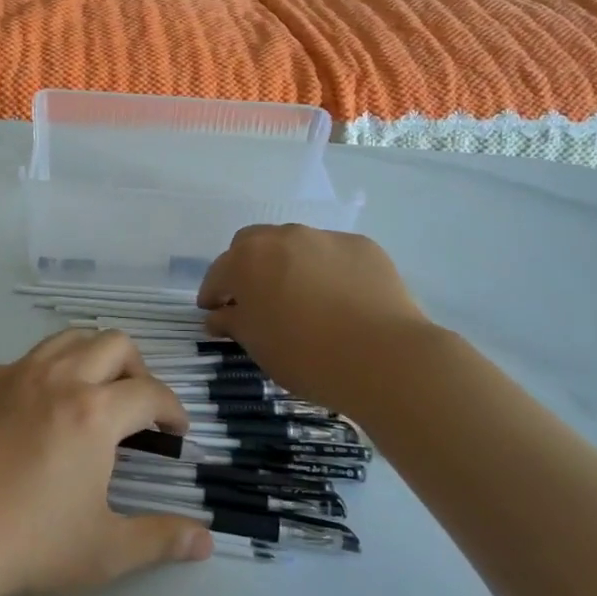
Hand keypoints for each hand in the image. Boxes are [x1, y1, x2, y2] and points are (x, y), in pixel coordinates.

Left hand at [0, 330, 211, 595]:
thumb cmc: (25, 544)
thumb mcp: (103, 551)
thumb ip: (159, 539)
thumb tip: (205, 539)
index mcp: (94, 412)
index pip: (151, 393)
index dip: (173, 409)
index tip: (175, 430)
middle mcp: (56, 378)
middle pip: (113, 344)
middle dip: (137, 369)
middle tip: (136, 407)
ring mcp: (10, 375)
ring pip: (65, 340)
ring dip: (90, 358)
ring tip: (90, 395)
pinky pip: (22, 363)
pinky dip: (43, 376)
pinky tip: (32, 417)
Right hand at [199, 225, 430, 414]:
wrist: (383, 358)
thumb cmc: (306, 356)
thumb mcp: (258, 346)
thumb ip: (232, 323)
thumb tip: (218, 316)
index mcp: (247, 260)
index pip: (218, 273)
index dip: (213, 294)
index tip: (214, 313)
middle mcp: (283, 237)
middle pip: (253, 245)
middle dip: (248, 268)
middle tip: (255, 299)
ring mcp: (325, 238)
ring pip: (296, 246)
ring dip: (289, 266)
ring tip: (301, 299)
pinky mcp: (363, 246)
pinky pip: (333, 255)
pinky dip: (327, 271)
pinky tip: (339, 300)